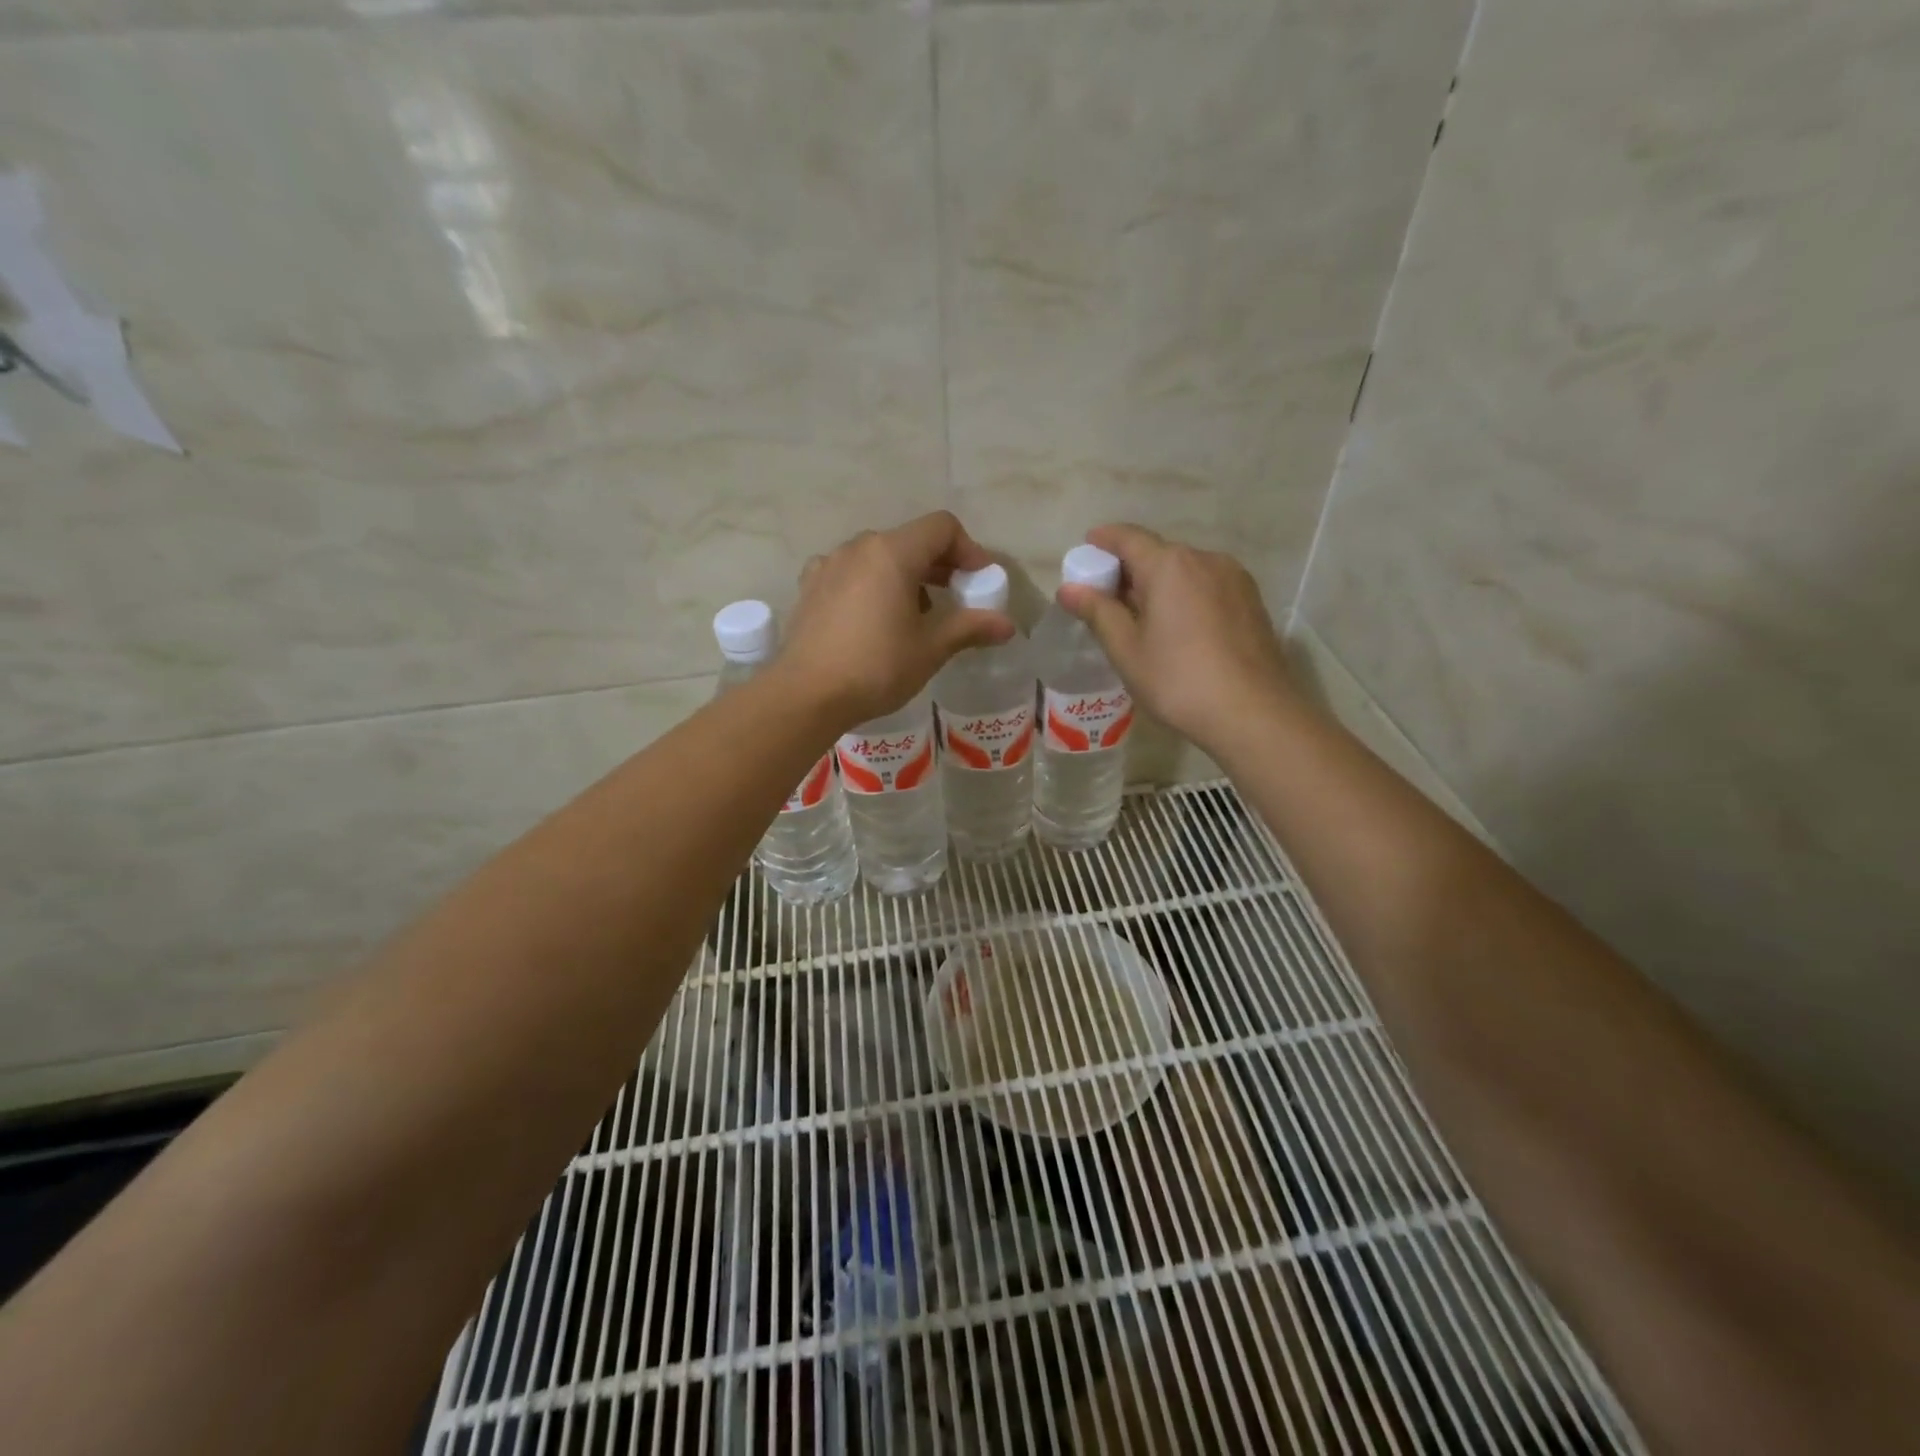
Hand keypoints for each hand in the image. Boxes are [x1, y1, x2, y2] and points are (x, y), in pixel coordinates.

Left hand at [777, 512, 1015, 727]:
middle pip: (910, 540)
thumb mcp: (931, 648)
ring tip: (916, 614)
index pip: (942, 528)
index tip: (979, 583)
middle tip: (956, 599)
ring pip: (879, 556)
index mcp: (892, 553)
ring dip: (906, 576)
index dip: (969, 550)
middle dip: (939, 565)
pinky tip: (873, 618)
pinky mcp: (810, 587)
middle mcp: (859, 547)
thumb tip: (1008, 625)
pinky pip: (851, 573)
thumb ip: (970, 628)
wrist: (806, 695)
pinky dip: (872, 585)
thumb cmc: (876, 667)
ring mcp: (829, 564)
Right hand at [1056, 523, 1294, 754]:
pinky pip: (1207, 587)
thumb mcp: (1127, 649)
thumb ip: (1097, 612)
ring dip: (1160, 584)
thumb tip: (1068, 588)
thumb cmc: (1178, 680)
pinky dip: (1186, 596)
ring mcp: (1234, 579)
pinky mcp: (1252, 601)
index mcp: (1169, 564)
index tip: (1086, 550)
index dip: (1103, 541)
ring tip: (1143, 618)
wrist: (1253, 713)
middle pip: (1158, 553)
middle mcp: (1205, 559)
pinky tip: (1179, 629)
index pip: (1128, 537)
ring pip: (1185, 571)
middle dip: (1130, 569)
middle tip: (1107, 598)